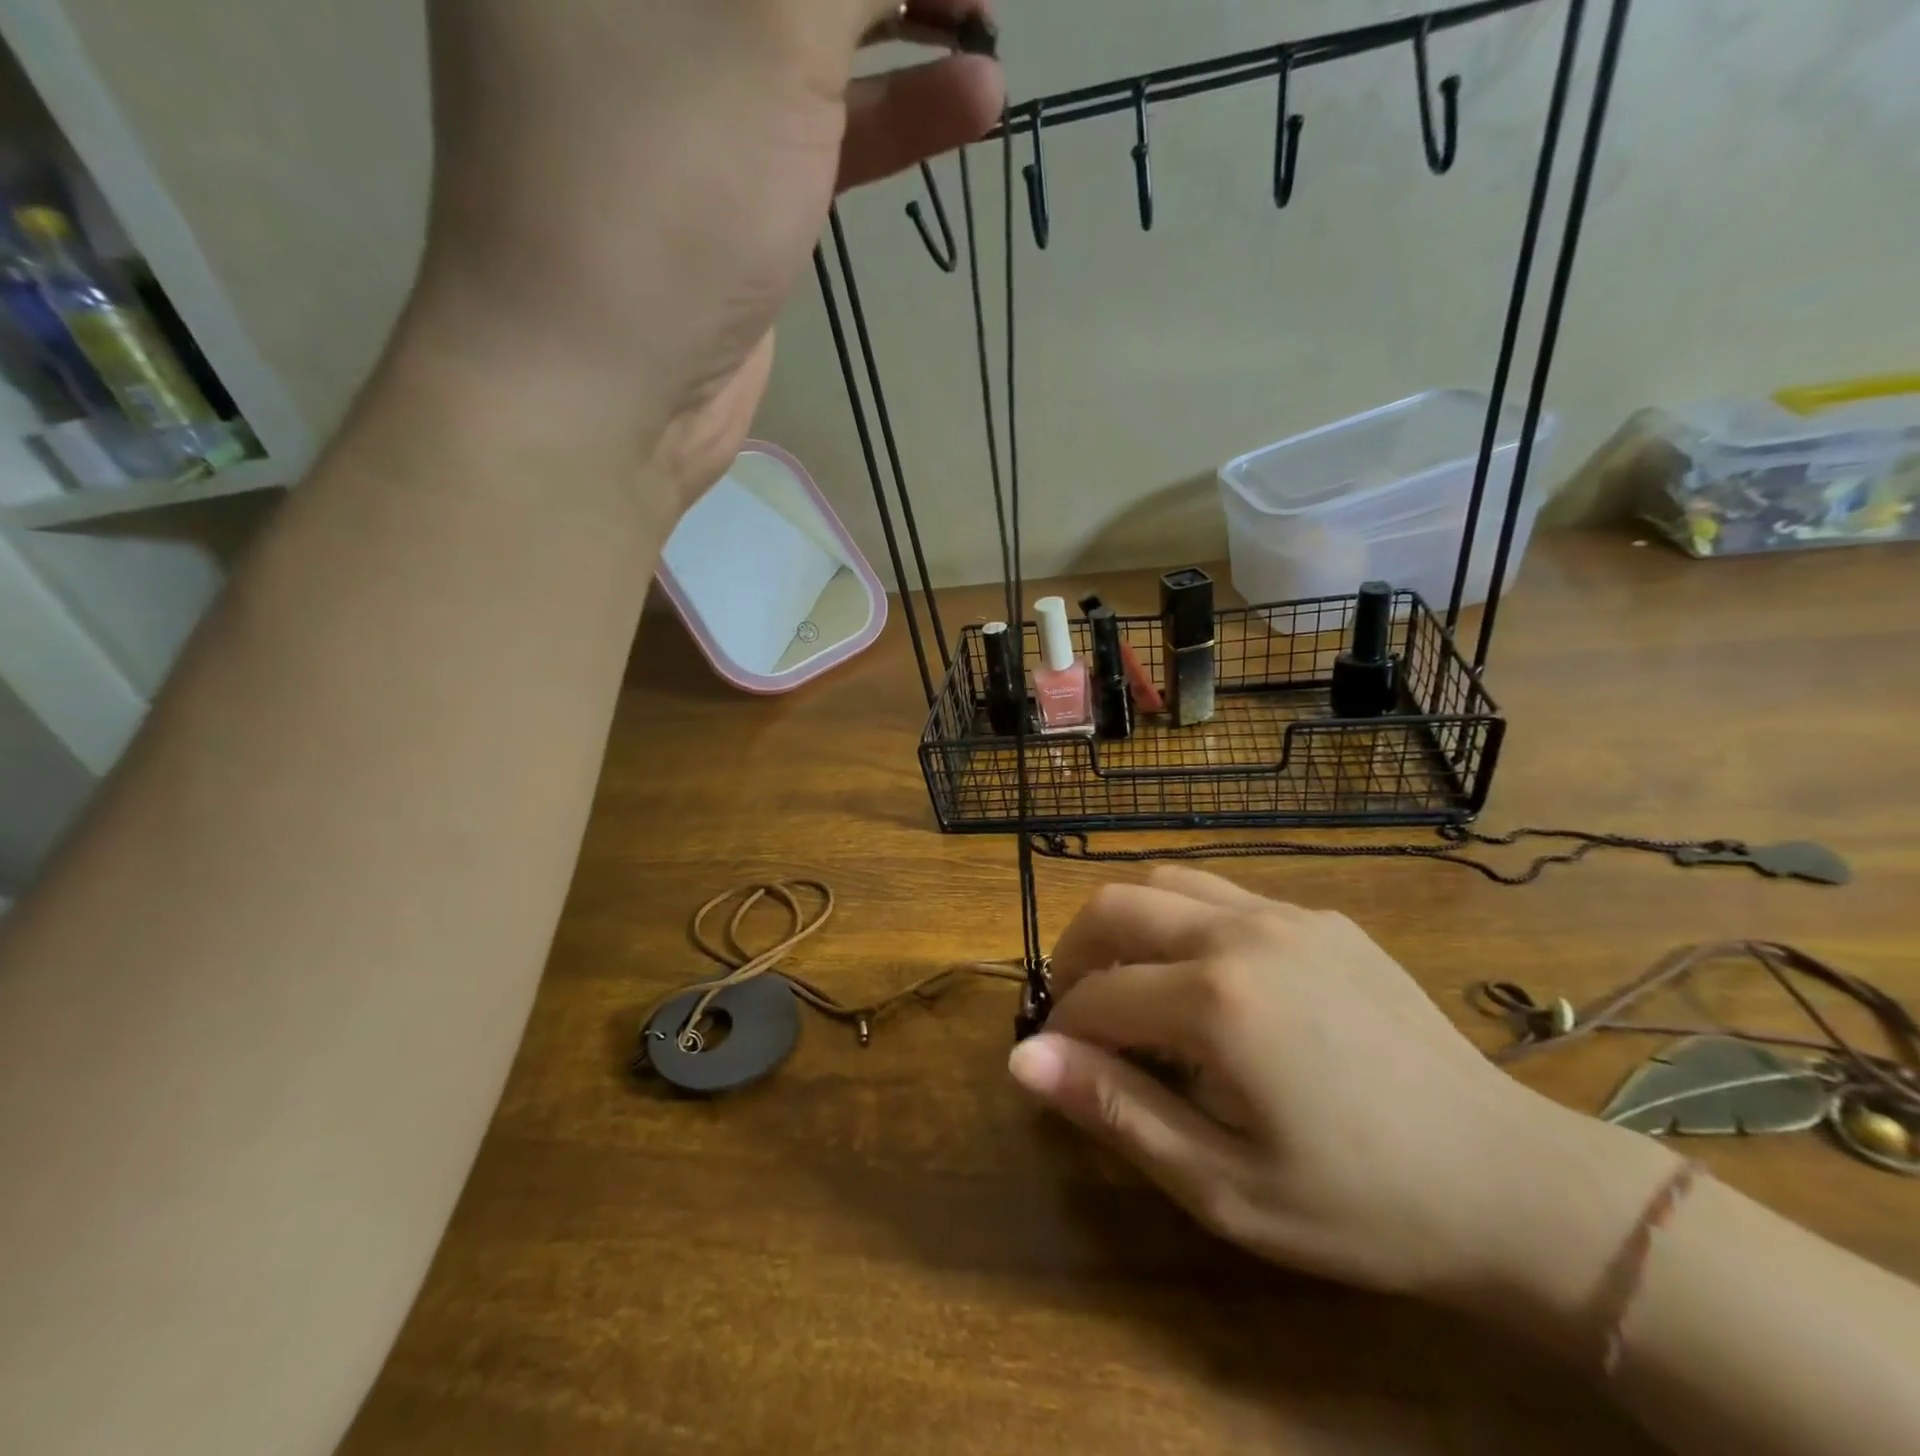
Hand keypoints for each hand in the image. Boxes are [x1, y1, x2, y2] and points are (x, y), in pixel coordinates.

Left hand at [407, 0, 1002, 515]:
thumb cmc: (660, 190)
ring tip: (992, 28)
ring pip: (802, 33)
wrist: (608, 393)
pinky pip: (814, 126)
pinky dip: (889, 116)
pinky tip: (971, 103)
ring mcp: (676, 94)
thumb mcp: (763, 35)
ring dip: (902, 27)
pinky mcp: (726, 186)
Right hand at [1008, 867, 1677, 1311]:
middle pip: (1116, 905)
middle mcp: (1242, 931)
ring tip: (1131, 981)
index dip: (1062, 1028)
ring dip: (1126, 922)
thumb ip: (1115, 1109)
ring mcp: (1287, 913)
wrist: (1511, 1180)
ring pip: (1166, 881)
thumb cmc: (1360, 1204)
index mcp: (1216, 999)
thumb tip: (1023, 1059)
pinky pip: (1225, 893)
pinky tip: (1207, 977)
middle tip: (1079, 1010)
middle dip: (1076, 952)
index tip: (1060, 1064)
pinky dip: (1183, 918)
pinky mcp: (1321, 916)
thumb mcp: (1223, 1184)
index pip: (1097, 994)